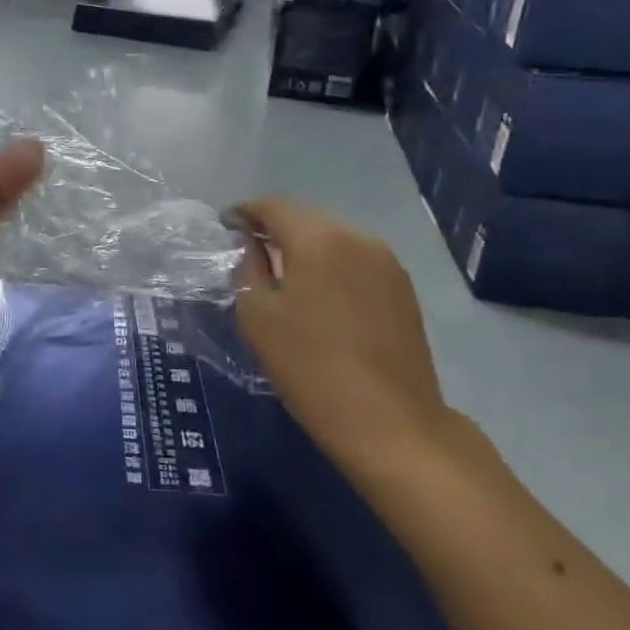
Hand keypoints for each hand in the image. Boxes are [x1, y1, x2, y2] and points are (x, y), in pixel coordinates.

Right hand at [229, 199, 458, 482]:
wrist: (391, 422)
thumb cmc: (310, 366)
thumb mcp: (257, 315)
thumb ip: (248, 268)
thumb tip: (251, 246)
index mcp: (317, 238)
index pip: (273, 207)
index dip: (245, 212)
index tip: (225, 225)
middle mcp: (357, 237)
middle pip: (306, 218)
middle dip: (275, 227)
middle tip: (249, 247)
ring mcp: (386, 262)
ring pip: (334, 238)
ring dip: (305, 246)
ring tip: (282, 270)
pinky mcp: (403, 288)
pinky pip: (356, 260)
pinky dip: (331, 264)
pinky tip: (319, 291)